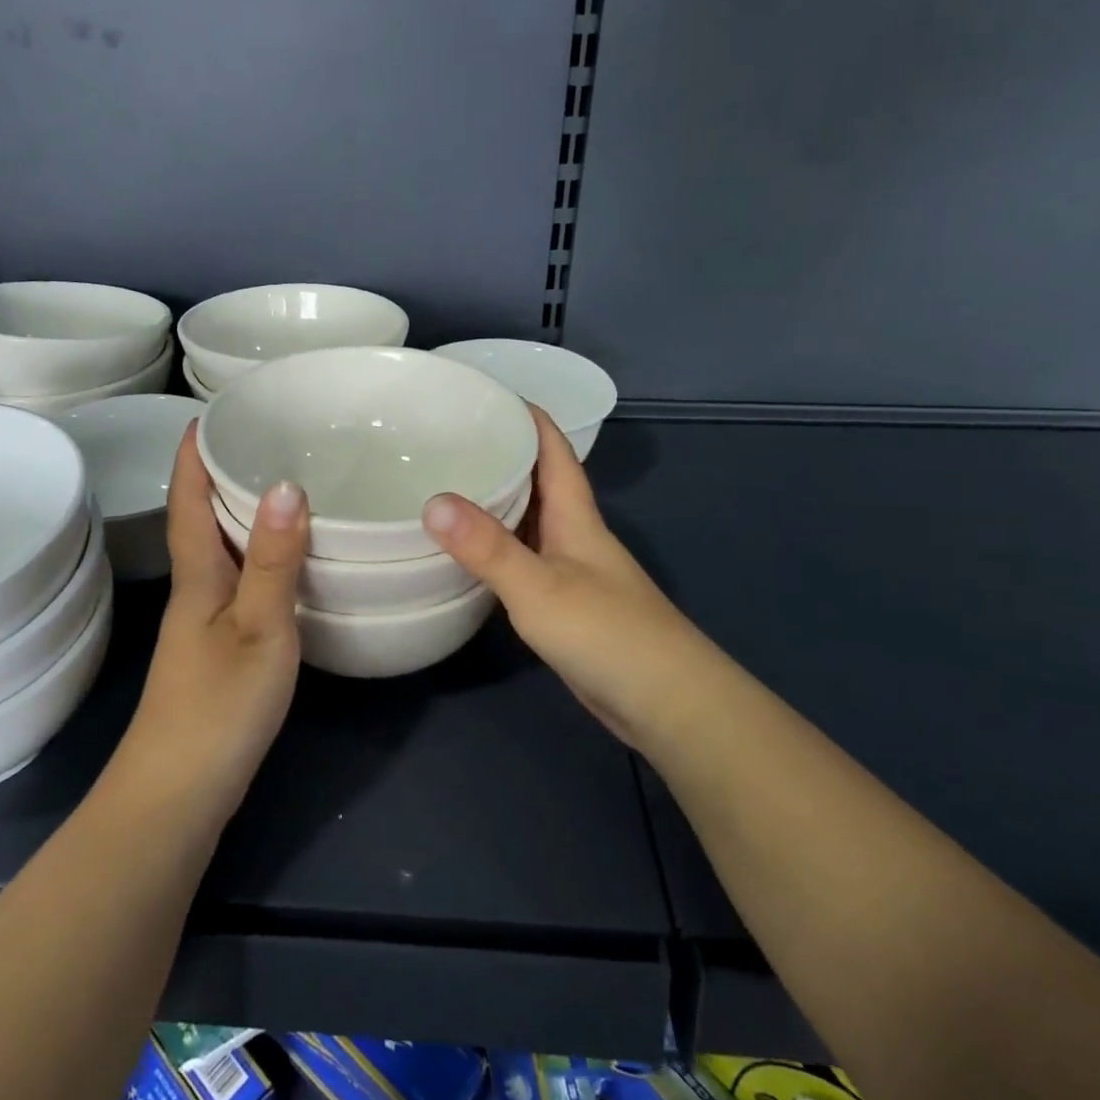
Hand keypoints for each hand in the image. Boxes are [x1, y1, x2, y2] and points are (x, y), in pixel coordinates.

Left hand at [125, 425, 308, 812]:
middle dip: (219, 476)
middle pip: (199, 521)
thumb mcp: (259, 628)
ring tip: (280, 488)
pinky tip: (283, 565)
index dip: (192, 456)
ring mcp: (202, 626)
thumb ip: (274, 561)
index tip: (206, 413)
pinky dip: (254, 559)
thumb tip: (287, 484)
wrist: (179, 795)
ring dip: (238, 516)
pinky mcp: (217, 653)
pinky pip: (235, 584)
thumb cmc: (218, 706)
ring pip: (219, 553)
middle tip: (261, 440)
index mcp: (197, 577)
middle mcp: (195, 593)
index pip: (187, 500)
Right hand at [422, 410, 692, 749]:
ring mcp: (573, 572)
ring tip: (447, 489)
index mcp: (576, 516)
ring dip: (498, 502)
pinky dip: (498, 549)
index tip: (486, 395)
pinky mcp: (566, 606)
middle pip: (540, 482)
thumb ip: (488, 547)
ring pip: (531, 522)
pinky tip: (470, 557)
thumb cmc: (608, 633)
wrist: (667, 704)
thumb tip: (432, 501)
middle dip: (503, 455)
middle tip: (447, 442)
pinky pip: (525, 561)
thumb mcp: (540, 586)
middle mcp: (576, 536)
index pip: (554, 450)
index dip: (528, 417)